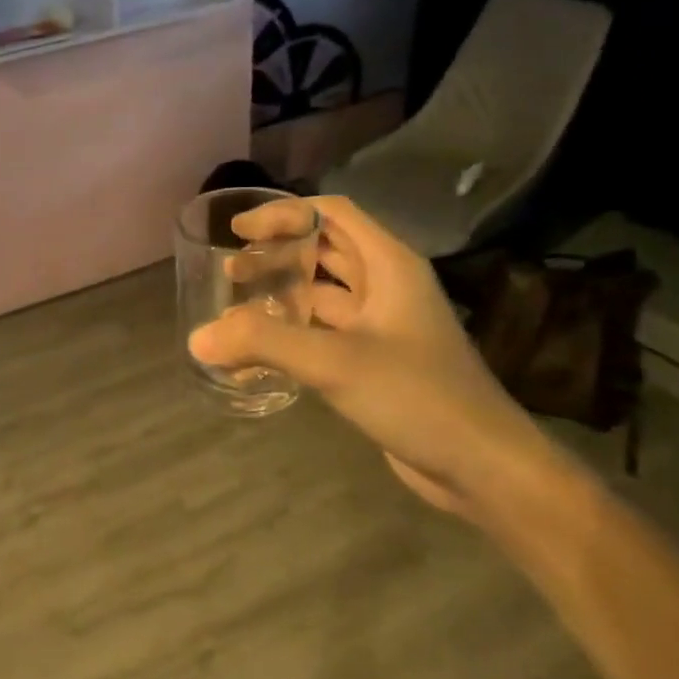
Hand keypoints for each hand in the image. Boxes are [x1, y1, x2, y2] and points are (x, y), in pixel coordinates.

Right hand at [188, 196, 556, 517]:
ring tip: (235, 307)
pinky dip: (291, 332)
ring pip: (323, 293)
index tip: (237, 232)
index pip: (332, 213)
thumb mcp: (335, 363)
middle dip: (276, 254)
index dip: (283, 214)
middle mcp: (386, 286)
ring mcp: (382, 325)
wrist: (481, 465)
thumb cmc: (417, 396)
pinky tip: (259, 352)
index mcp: (389, 265)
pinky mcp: (375, 360)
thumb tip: (196, 337)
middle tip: (230, 271)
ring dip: (281, 293)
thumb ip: (263, 344)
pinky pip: (324, 332)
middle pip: (325, 250)